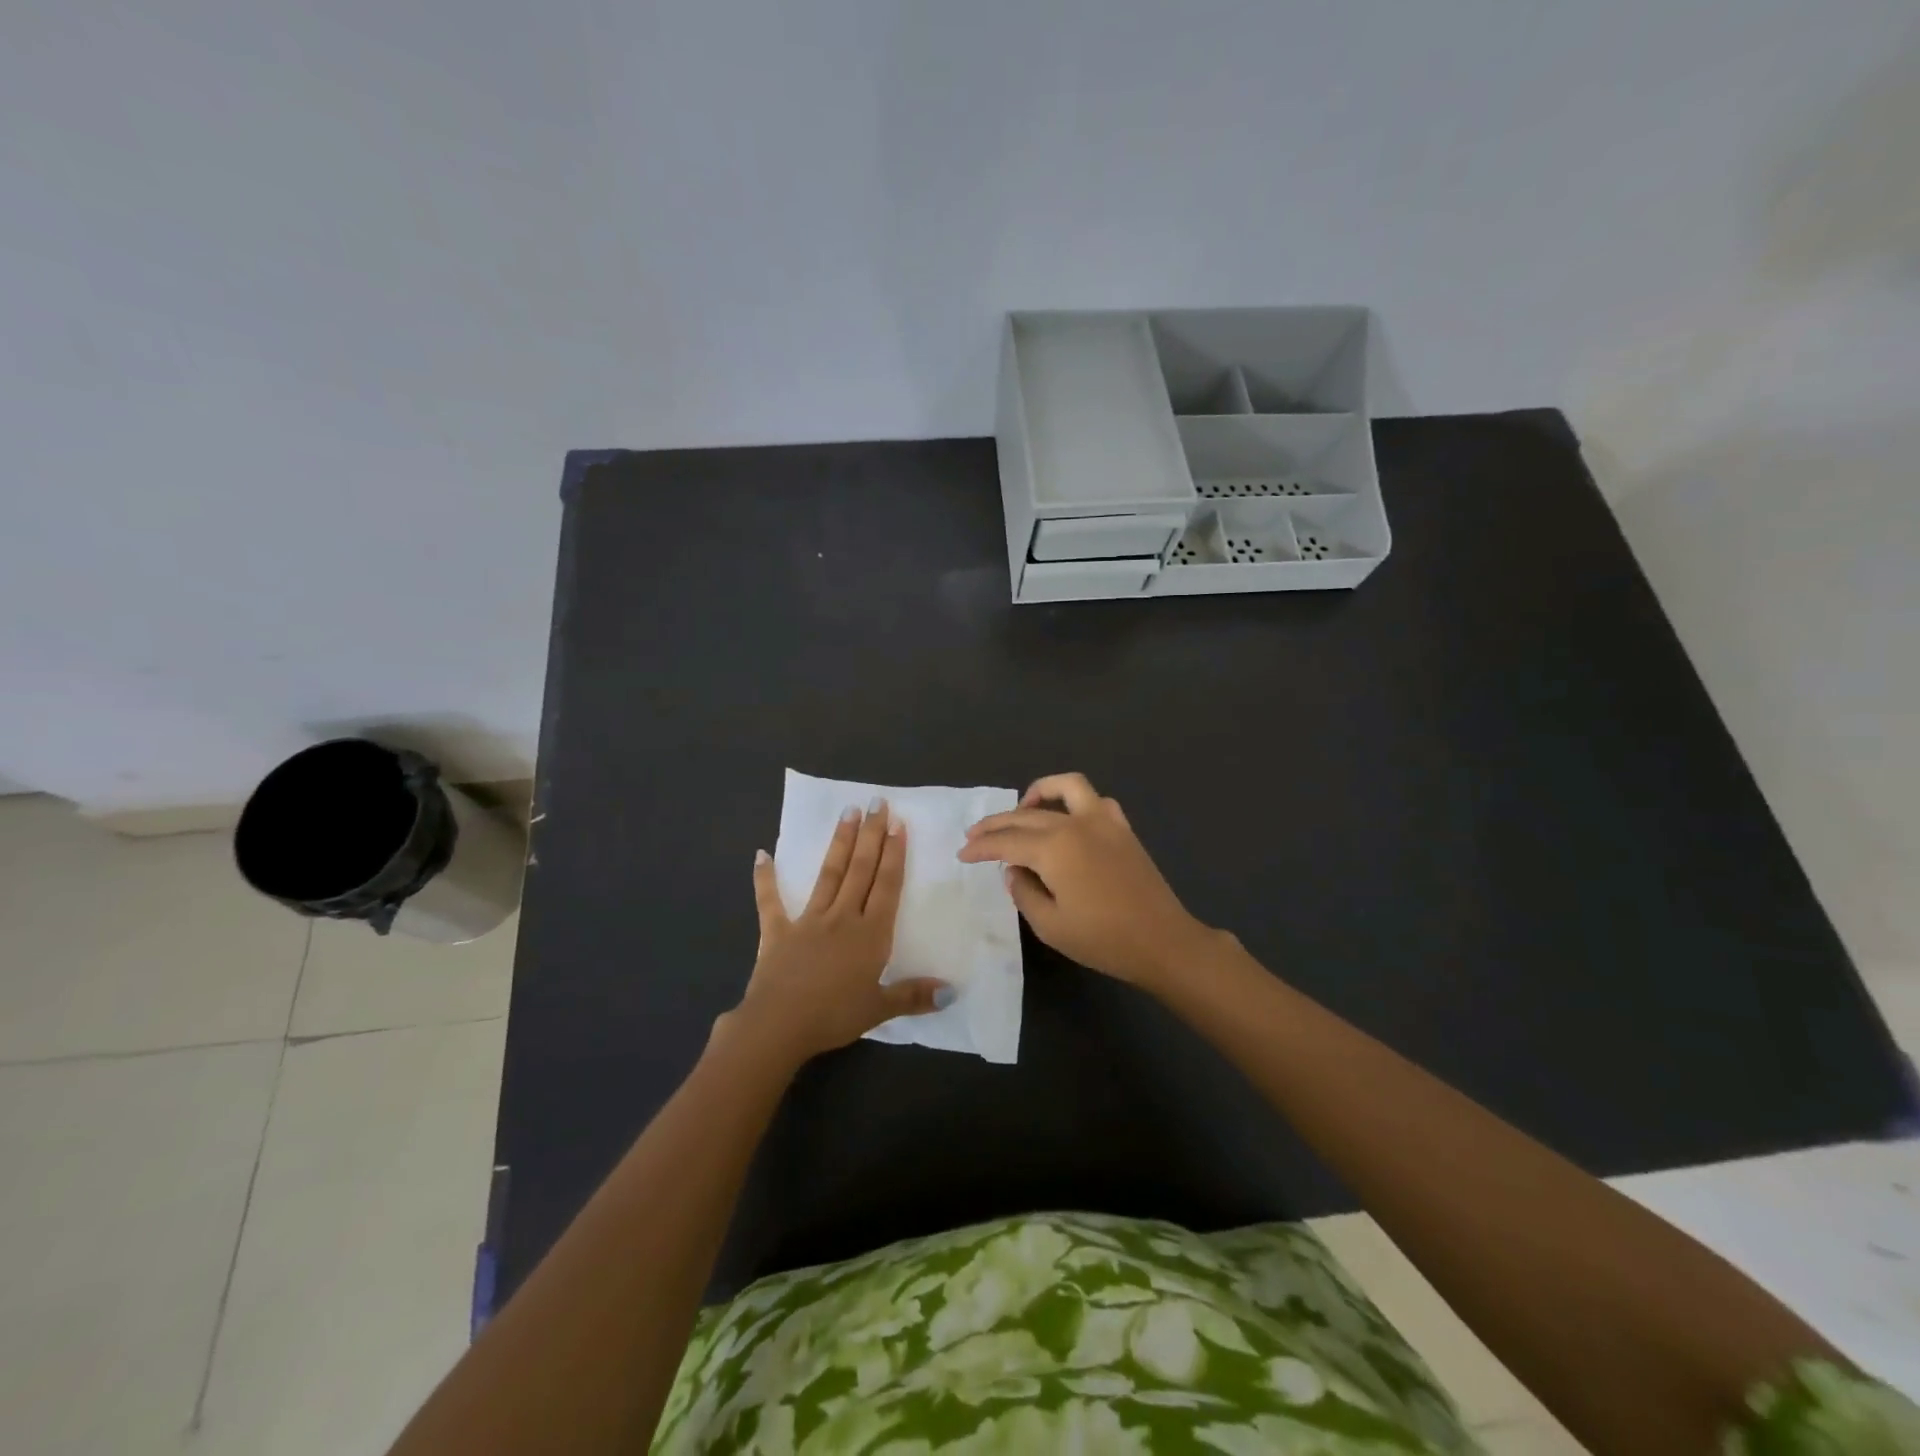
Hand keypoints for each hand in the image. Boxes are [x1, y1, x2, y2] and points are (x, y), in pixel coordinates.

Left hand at [721, 800, 950, 1065]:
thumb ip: (914, 995)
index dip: (894, 854)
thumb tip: (952, 992)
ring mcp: (808, 920)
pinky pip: (770, 900)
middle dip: (871, 835)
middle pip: (860, 870)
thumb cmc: (833, 1016)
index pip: (886, 886)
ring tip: (847, 812)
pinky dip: (765, 878)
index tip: (898, 824)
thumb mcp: (879, 1009)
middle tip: (876, 803)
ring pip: (828, 874)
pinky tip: (761, 854)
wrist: (779, 1025)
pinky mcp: (777, 931)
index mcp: (870, 934)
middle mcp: (842, 917)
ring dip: (839, 843)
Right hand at [957, 773, 1213, 988]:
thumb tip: (1015, 870)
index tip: (962, 854)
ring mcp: (1103, 821)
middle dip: (996, 824)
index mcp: (1053, 848)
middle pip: (1026, 815)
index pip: (1006, 842)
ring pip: (1065, 787)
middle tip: (975, 836)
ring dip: (1039, 793)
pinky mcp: (1122, 828)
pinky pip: (1095, 801)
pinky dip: (1075, 802)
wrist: (1162, 942)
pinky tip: (1067, 820)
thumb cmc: (1103, 940)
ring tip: (1022, 809)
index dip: (981, 847)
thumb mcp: (1049, 925)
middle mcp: (1075, 824)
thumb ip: (1023, 891)